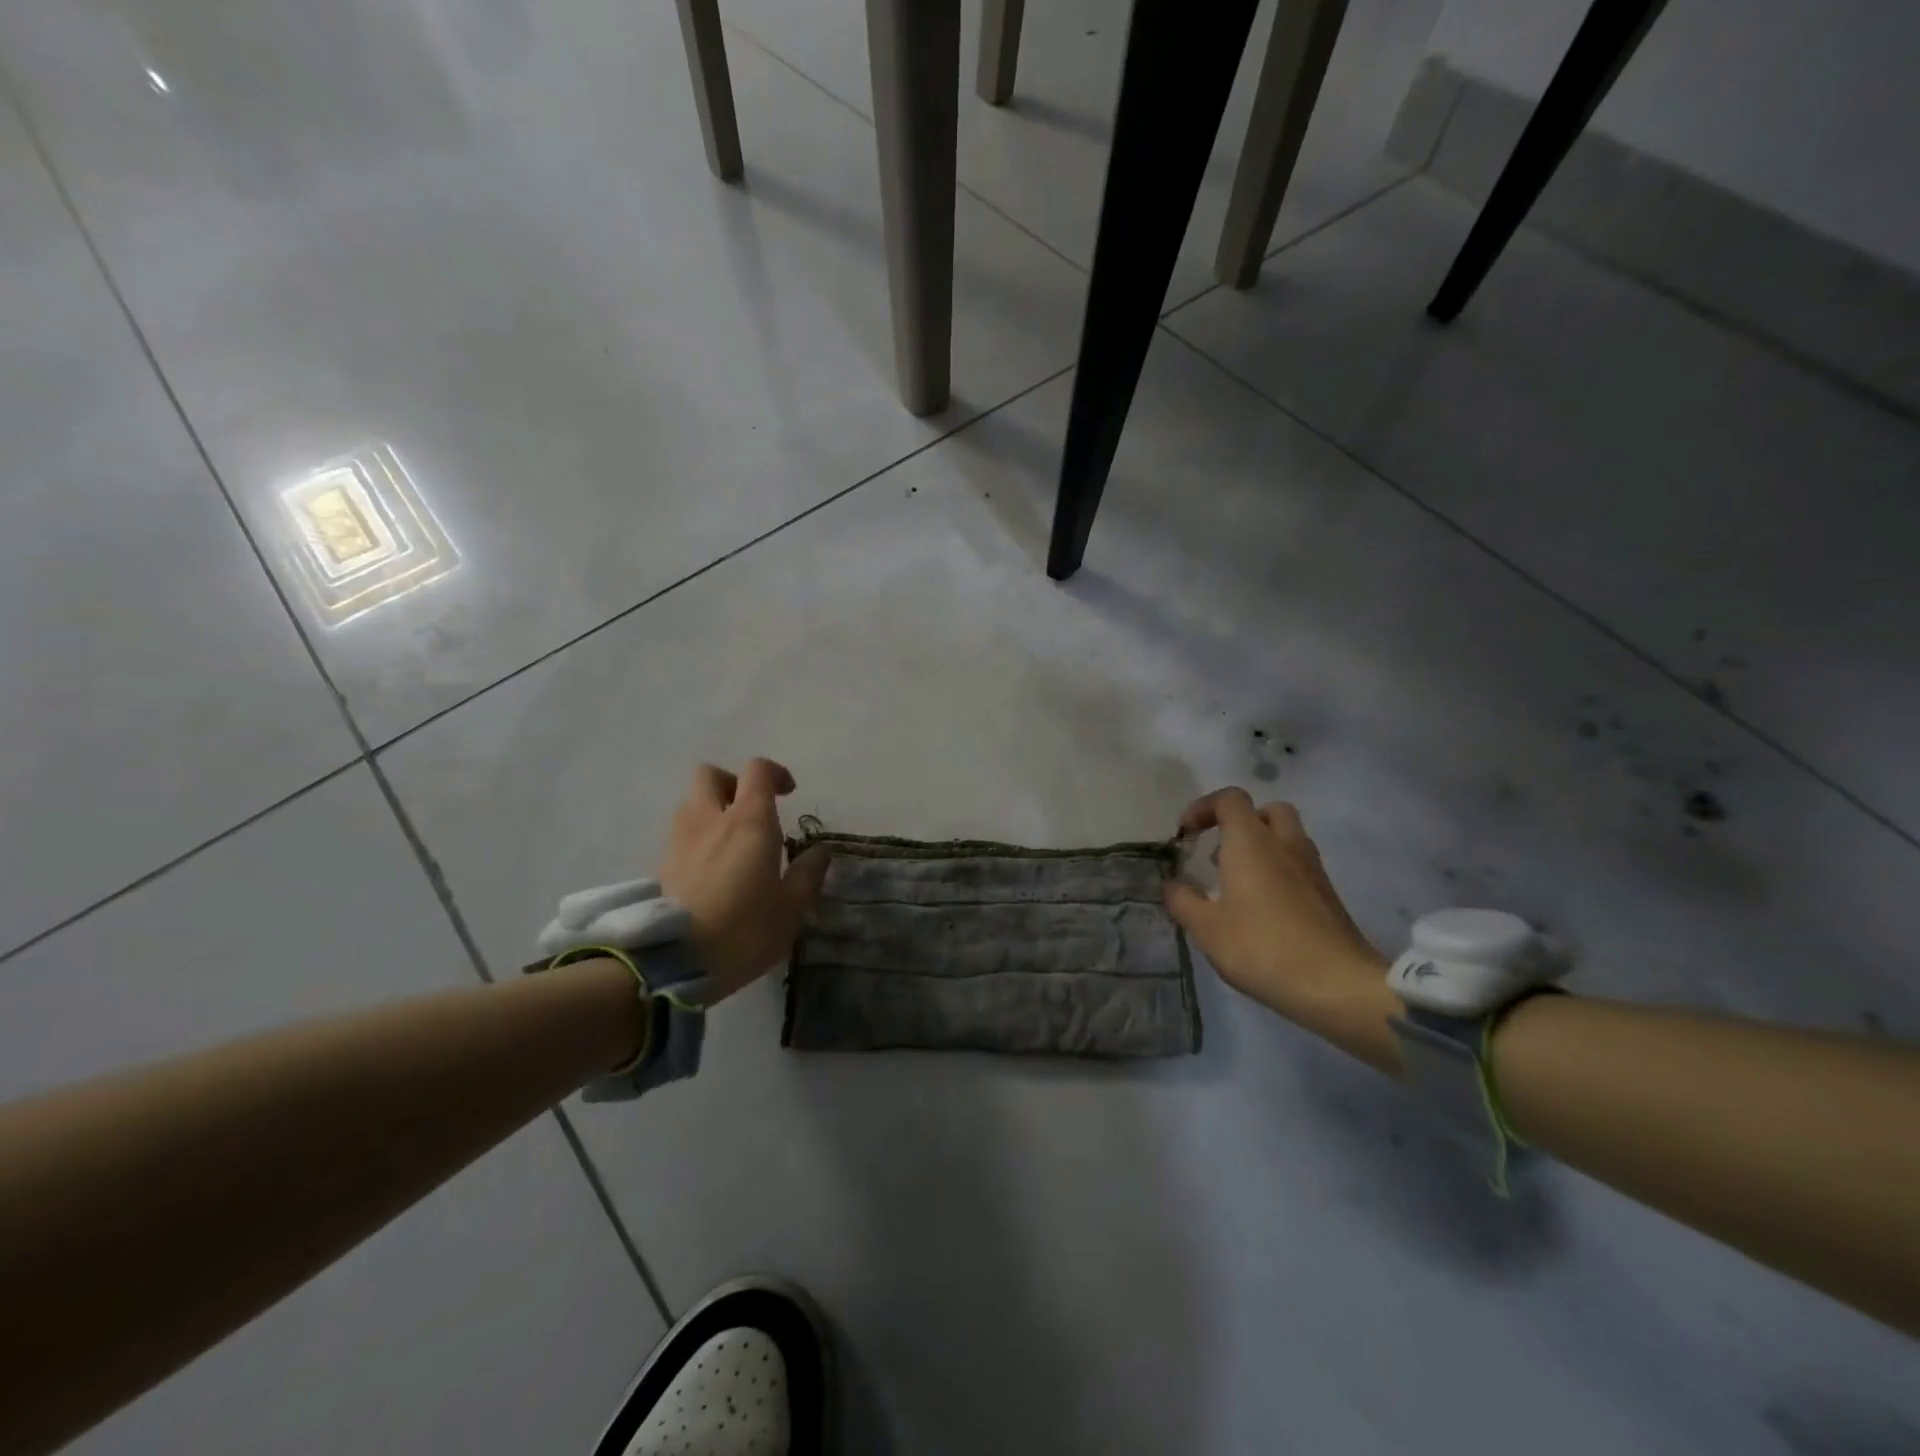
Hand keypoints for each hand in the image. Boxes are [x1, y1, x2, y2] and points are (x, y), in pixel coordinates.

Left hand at [658, 759, 831, 1000]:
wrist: (676, 961)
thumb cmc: (745, 929)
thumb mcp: (792, 906)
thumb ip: (808, 873)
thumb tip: (820, 851)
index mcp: (749, 821)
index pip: (757, 770)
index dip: (775, 773)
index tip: (788, 794)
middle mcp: (710, 819)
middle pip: (711, 774)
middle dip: (732, 783)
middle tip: (751, 810)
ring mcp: (680, 839)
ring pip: (691, 802)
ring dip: (711, 810)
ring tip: (730, 841)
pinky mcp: (661, 864)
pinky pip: (680, 833)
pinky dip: (696, 837)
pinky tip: (710, 868)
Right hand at [1164, 789, 1400, 1070]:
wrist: (1336, 984)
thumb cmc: (1262, 947)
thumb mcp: (1206, 928)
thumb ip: (1182, 899)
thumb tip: (1172, 883)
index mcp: (1251, 841)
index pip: (1229, 799)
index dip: (1203, 808)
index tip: (1186, 836)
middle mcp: (1284, 843)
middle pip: (1266, 811)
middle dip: (1240, 823)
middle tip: (1220, 851)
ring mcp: (1312, 868)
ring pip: (1287, 837)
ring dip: (1262, 847)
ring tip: (1237, 882)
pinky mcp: (1328, 894)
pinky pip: (1299, 865)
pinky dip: (1279, 871)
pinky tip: (1263, 908)